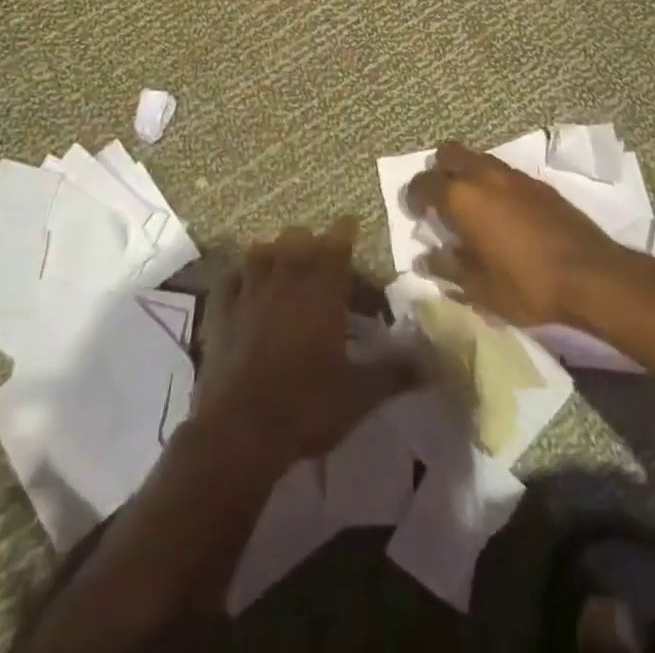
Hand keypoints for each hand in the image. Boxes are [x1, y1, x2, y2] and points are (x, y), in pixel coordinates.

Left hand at [193, 219, 422, 466]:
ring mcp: (249, 290)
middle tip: (321, 258)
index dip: (345, 231)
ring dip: (276, 252)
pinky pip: (230, 277)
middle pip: (298, 238)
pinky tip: (243, 285)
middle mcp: (285, 277)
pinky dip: (239, 276)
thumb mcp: (360, 394)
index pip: (337, 242)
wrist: (240, 430)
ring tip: (283, 265)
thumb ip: (395, 371)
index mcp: (322, 289)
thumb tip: (433, 360)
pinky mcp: (221, 309)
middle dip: (312, 242)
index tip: (351, 225)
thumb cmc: (306, 406)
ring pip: (262, 250)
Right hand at [406, 141, 626, 325]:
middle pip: (450, 153)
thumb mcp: (479, 288)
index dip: (413, 196)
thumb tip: (426, 258)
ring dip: (467, 174)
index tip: (414, 213)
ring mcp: (514, 175)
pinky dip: (492, 183)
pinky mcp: (538, 183)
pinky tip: (501, 212)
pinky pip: (503, 172)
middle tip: (440, 200)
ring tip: (470, 206)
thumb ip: (447, 268)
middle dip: (439, 171)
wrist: (591, 275)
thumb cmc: (526, 284)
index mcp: (463, 197)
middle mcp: (484, 175)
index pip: (424, 182)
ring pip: (478, 158)